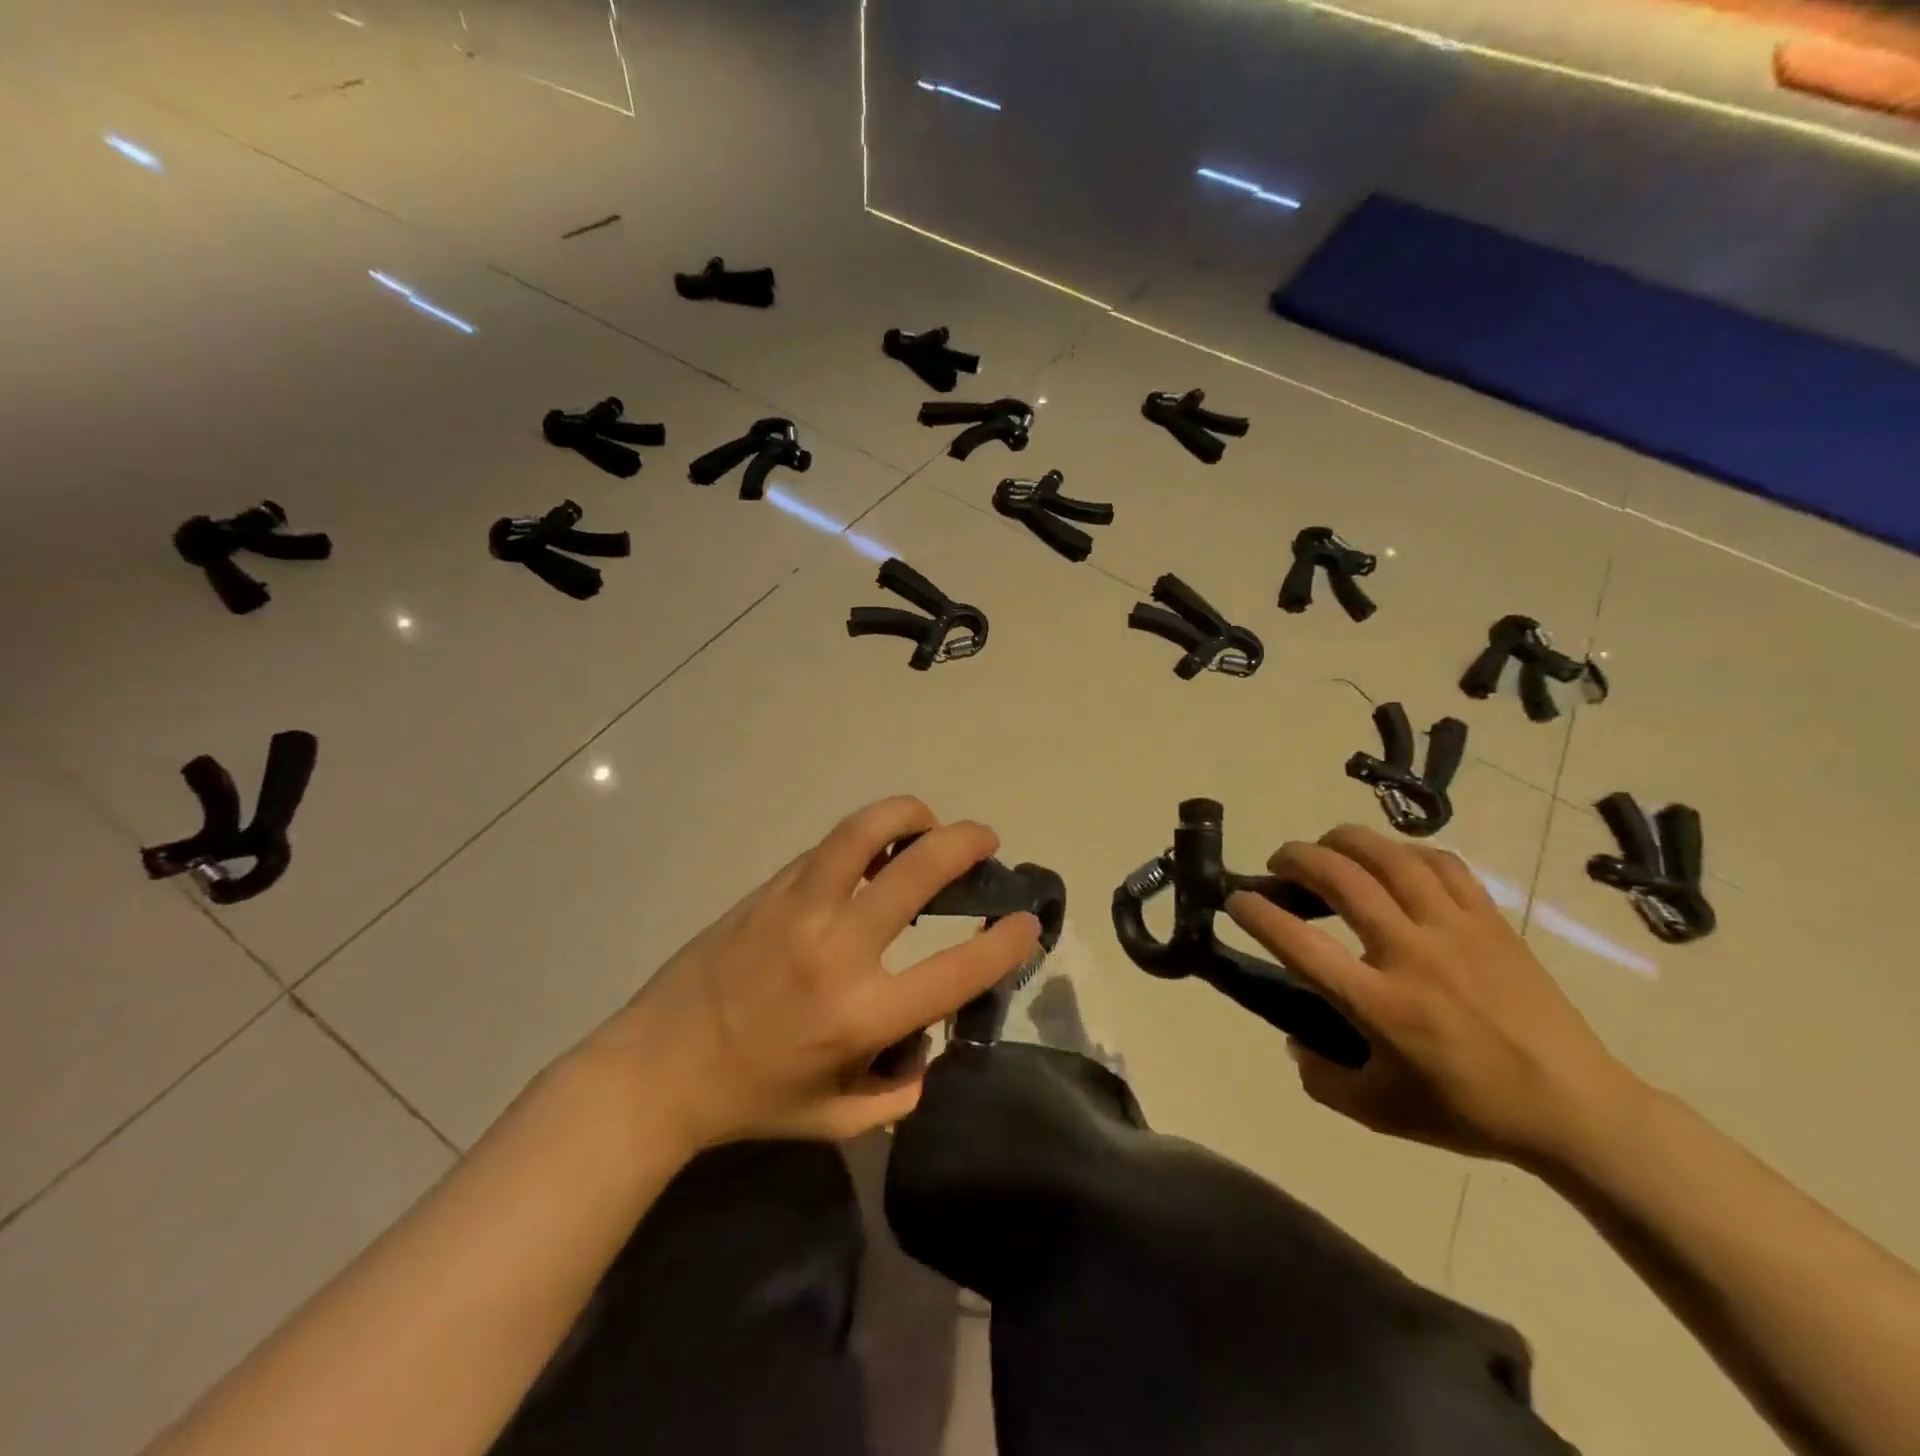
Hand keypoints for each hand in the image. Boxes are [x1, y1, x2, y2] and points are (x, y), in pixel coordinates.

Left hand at [592, 796, 1039, 1150]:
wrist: (657, 1068)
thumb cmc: (752, 1100)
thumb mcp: (839, 1120)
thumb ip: (900, 1089)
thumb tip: (930, 1041)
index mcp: (861, 1016)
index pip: (958, 968)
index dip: (1007, 941)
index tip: (1026, 922)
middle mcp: (837, 950)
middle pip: (919, 872)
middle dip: (967, 845)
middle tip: (985, 841)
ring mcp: (799, 909)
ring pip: (865, 831)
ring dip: (909, 815)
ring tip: (927, 822)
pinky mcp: (770, 890)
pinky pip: (829, 849)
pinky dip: (864, 839)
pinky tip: (872, 851)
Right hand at [1227, 825, 1640, 1170]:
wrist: (1576, 1109)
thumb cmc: (1470, 1111)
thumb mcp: (1380, 1113)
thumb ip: (1322, 1080)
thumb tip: (1293, 1043)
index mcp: (1377, 1004)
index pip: (1298, 944)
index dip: (1257, 913)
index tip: (1237, 900)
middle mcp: (1409, 954)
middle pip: (1340, 879)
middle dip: (1295, 859)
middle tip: (1278, 864)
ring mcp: (1453, 930)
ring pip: (1388, 857)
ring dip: (1344, 841)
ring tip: (1325, 846)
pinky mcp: (1490, 920)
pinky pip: (1440, 864)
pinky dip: (1404, 851)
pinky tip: (1390, 860)